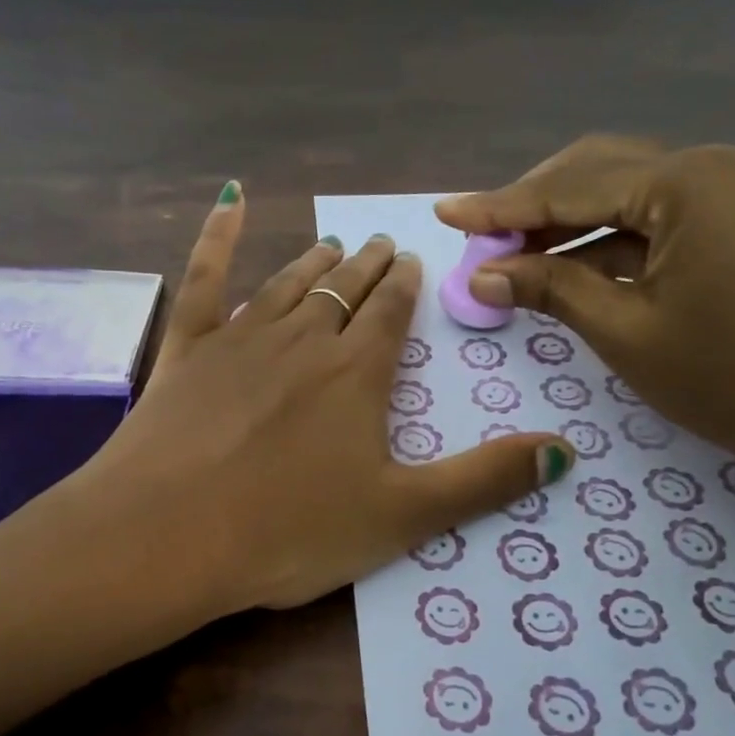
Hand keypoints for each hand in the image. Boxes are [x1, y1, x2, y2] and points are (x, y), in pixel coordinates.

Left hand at [82, 183, 575, 616]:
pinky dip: (218, 235)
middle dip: (367, 268)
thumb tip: (566, 450)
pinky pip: (204, 278)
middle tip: (380, 245)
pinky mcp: (186, 349)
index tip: (412, 264)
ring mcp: (239, 338)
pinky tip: (228, 200)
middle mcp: (303, 340)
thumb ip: (484, 481)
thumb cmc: (289, 532)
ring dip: (314, 263)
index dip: (406, 288)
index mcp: (357, 374)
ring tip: (331, 246)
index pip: (391, 315)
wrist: (169, 535)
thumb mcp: (402, 517)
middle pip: (344, 292)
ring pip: (288, 284)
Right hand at [435, 136, 734, 483]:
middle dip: (532, 205)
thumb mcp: (625, 332)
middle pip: (597, 173)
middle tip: (479, 240)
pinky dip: (606, 242)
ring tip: (510, 256)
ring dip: (566, 224)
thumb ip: (549, 289)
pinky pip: (655, 219)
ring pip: (625, 195)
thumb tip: (481, 272)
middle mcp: (711, 168)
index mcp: (685, 184)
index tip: (445, 213)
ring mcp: (732, 193)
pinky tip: (566, 267)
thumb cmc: (732, 378)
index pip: (569, 189)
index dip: (499, 207)